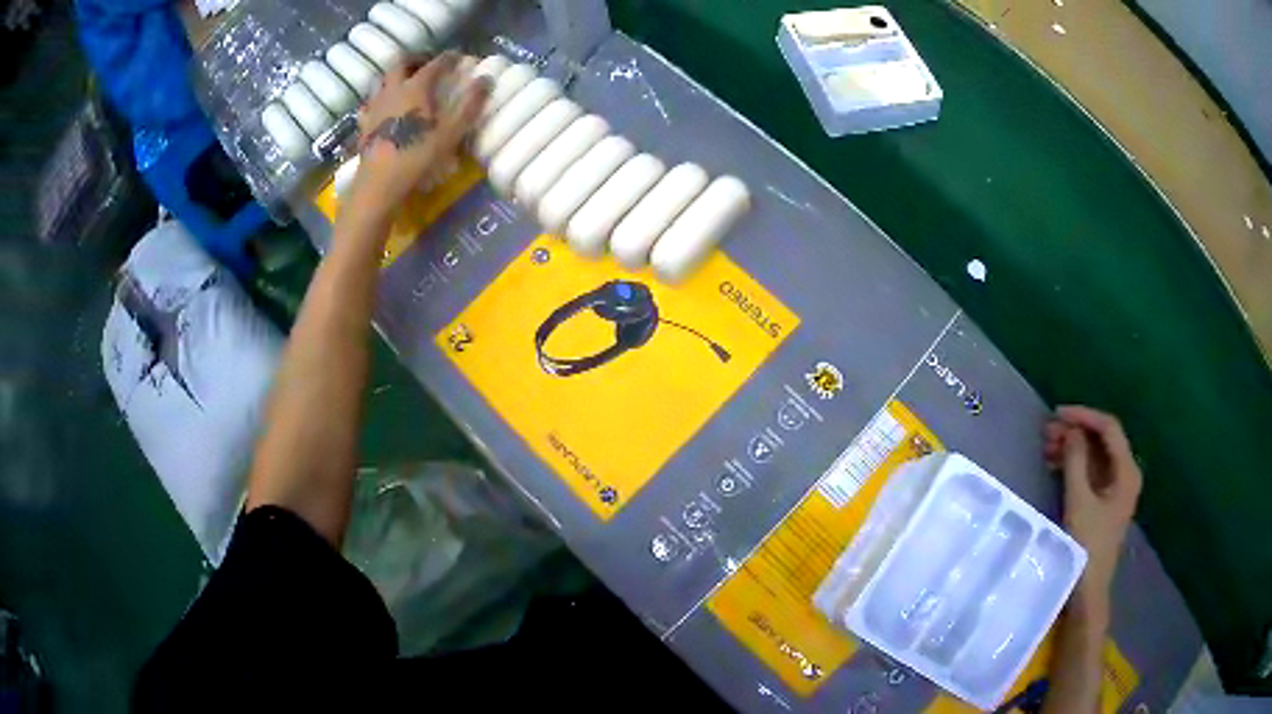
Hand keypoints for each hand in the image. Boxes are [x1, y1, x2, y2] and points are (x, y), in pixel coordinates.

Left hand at [351, 52, 489, 217]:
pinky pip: (369, 104)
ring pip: (382, 80)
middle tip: (428, 65)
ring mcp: (374, 108)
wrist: (378, 187)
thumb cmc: (417, 158)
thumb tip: (486, 79)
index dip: (449, 58)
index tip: (459, 57)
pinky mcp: (364, 127)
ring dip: (395, 77)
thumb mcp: (451, 133)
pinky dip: (379, 100)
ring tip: (406, 84)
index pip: (435, 63)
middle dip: (416, 59)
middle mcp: (392, 91)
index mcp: (416, 88)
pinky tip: (384, 109)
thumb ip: (470, 105)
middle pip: (401, 63)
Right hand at [1044, 406, 1141, 625]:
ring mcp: (1115, 489)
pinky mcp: (1103, 502)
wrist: (1087, 592)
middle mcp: (1125, 474)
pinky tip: (1054, 465)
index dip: (1084, 416)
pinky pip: (1090, 472)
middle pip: (1102, 440)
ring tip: (1046, 448)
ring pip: (1094, 456)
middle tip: (1046, 432)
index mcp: (1127, 471)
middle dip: (1075, 432)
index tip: (1057, 415)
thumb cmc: (1086, 546)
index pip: (1109, 428)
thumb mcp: (1079, 502)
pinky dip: (1073, 465)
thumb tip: (1069, 431)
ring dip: (1072, 448)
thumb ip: (1075, 462)